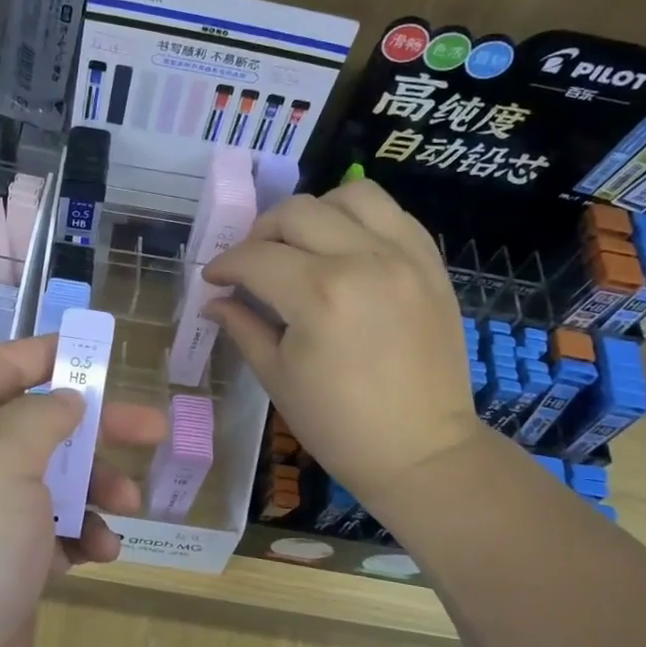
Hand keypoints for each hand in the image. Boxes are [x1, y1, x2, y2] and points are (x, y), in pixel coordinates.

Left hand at [0, 335, 165, 646]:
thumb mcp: (0, 461)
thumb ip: (40, 417)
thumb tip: (64, 401)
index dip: (48, 355)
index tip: (102, 354)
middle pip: (38, 428)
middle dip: (95, 427)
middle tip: (152, 430)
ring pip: (53, 484)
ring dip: (95, 489)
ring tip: (129, 506)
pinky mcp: (4, 570)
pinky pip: (53, 536)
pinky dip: (81, 537)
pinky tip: (101, 554)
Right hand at [204, 181, 483, 511]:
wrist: (422, 451)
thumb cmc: (339, 425)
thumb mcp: (277, 377)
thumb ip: (243, 326)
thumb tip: (214, 300)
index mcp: (319, 295)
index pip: (255, 257)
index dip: (225, 265)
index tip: (214, 279)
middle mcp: (363, 260)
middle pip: (296, 212)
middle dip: (261, 233)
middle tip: (252, 263)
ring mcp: (404, 257)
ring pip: (351, 195)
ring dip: (315, 212)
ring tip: (304, 244)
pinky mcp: (431, 264)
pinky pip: (393, 214)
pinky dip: (361, 220)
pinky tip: (346, 248)